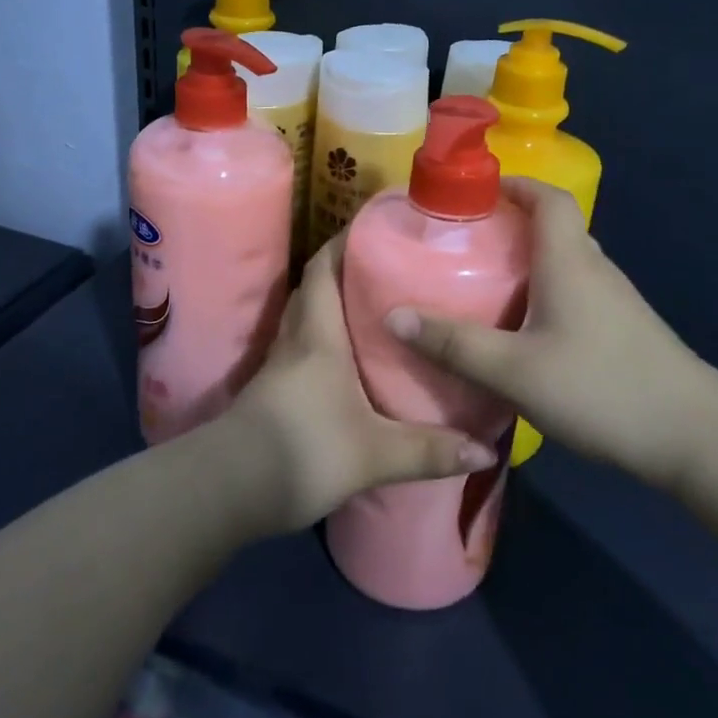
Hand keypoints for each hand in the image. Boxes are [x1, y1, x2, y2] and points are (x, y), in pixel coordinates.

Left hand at [222, 234, 498, 532]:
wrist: (230, 487)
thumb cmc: (304, 450)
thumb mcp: (375, 454)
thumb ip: (430, 451)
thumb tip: (486, 450)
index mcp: (318, 335)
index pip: (322, 270)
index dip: (341, 244)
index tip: (371, 230)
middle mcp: (295, 340)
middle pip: (312, 289)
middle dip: (342, 272)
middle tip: (383, 269)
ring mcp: (278, 367)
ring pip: (304, 320)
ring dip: (330, 306)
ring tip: (372, 309)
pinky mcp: (271, 393)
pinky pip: (300, 349)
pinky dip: (321, 342)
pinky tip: (345, 363)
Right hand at [386, 178, 717, 492]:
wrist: (695, 436)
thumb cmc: (601, 388)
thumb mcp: (515, 370)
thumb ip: (454, 344)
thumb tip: (393, 316)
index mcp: (569, 261)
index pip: (548, 198)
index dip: (515, 183)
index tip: (476, 189)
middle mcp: (595, 269)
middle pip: (555, 227)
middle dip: (512, 223)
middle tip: (467, 241)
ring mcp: (615, 300)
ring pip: (566, 261)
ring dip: (529, 259)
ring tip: (486, 281)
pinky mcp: (624, 329)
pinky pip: (577, 290)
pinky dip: (546, 289)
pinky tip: (525, 327)